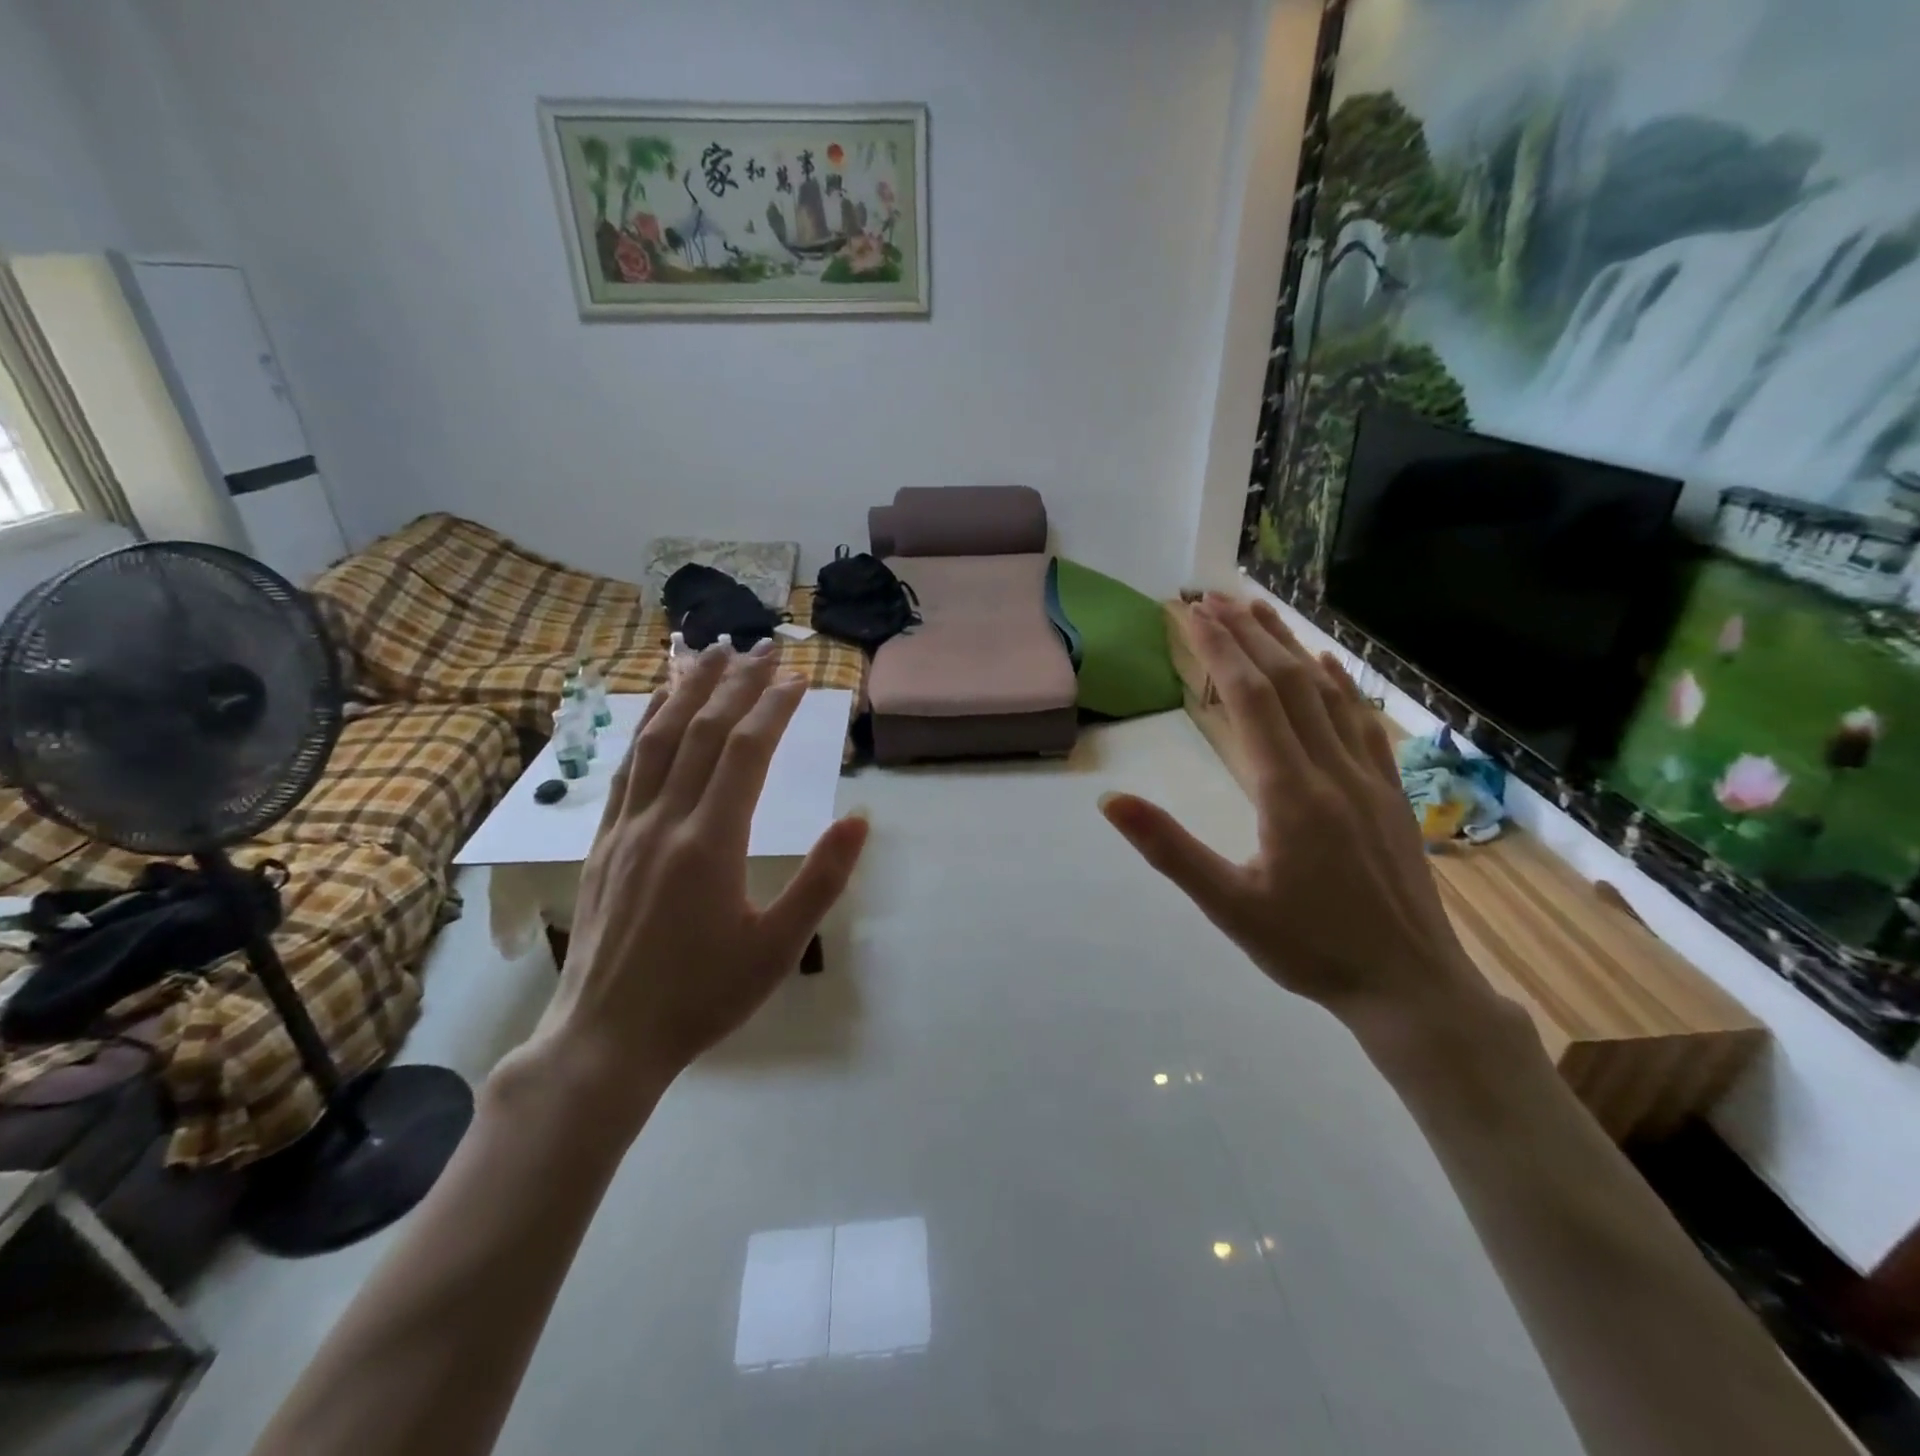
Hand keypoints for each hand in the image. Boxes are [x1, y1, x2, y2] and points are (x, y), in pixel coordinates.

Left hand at [528, 643, 869, 1113]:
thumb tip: (861, 819)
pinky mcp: (602, 841)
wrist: (606, 1039)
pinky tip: (656, 710)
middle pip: (701, 731)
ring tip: (708, 654)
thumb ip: (821, 879)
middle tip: (762, 650)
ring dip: (685, 691)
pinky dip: (644, 726)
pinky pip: (625, 768)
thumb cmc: (702, 996)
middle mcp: (664, 820)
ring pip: (655, 739)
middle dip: (734, 685)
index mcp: (710, 842)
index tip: (799, 678)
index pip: (746, 751)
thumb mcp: (777, 947)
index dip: (774, 707)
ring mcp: (626, 827)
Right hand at [1101, 595, 1492, 1032]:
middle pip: (1286, 682)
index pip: (1249, 700)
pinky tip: (1327, 664)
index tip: (1189, 614)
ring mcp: (1369, 775)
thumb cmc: (1310, 949)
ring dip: (1289, 646)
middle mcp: (1332, 769)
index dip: (1218, 650)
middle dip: (1246, 634)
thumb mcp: (1228, 905)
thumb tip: (1110, 800)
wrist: (1410, 985)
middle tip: (1211, 598)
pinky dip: (1340, 683)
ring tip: (1258, 610)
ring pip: (1327, 693)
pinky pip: (1363, 721)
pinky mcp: (1390, 790)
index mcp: (1289, 792)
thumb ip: (1168, 848)